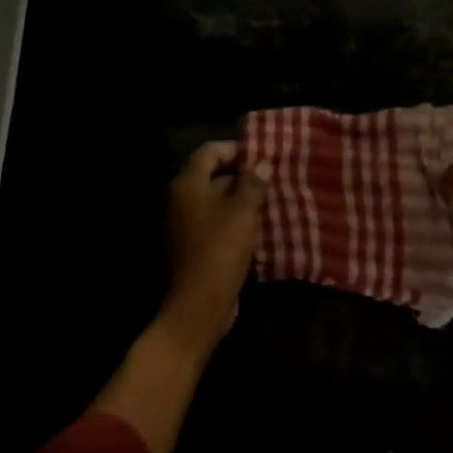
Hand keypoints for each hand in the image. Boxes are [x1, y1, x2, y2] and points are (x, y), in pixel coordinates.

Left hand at [161, 140, 269, 349]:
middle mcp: (180, 199)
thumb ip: (252, 184)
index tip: (264, 157)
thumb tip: (262, 163)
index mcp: (188, 185)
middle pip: (211, 175)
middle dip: (242, 175)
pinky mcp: (194, 245)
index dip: (237, 150)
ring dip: (241, 199)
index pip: (210, 152)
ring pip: (216, 201)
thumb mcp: (243, 212)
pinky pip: (215, 222)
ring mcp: (185, 224)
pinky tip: (259, 226)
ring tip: (271, 201)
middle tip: (272, 179)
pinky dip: (235, 220)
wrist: (199, 303)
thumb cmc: (221, 249)